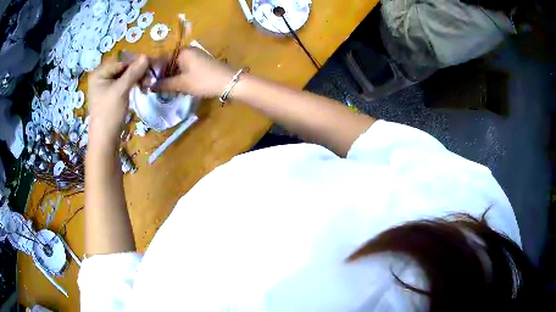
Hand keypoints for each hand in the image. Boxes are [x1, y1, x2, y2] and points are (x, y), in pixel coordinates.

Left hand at [87, 55, 148, 148]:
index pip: (121, 61)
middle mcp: (101, 77)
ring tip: (146, 85)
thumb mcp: (121, 90)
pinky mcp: (110, 95)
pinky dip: (132, 85)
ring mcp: (105, 87)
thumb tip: (146, 56)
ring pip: (124, 76)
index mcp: (99, 73)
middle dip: (137, 71)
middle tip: (149, 78)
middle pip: (122, 68)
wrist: (104, 141)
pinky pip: (123, 84)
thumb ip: (133, 72)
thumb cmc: (109, 114)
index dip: (136, 63)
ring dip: (136, 78)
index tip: (151, 66)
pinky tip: (140, 88)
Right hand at [153, 48, 233, 97]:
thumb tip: (149, 86)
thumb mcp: (182, 84)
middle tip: (155, 89)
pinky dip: (180, 77)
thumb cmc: (203, 81)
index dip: (154, 72)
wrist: (229, 82)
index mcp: (181, 52)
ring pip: (177, 67)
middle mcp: (187, 50)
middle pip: (169, 63)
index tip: (147, 84)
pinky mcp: (200, 62)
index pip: (161, 60)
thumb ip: (164, 85)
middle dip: (162, 76)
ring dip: (171, 78)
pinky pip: (185, 68)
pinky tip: (177, 86)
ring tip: (164, 90)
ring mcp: (195, 56)